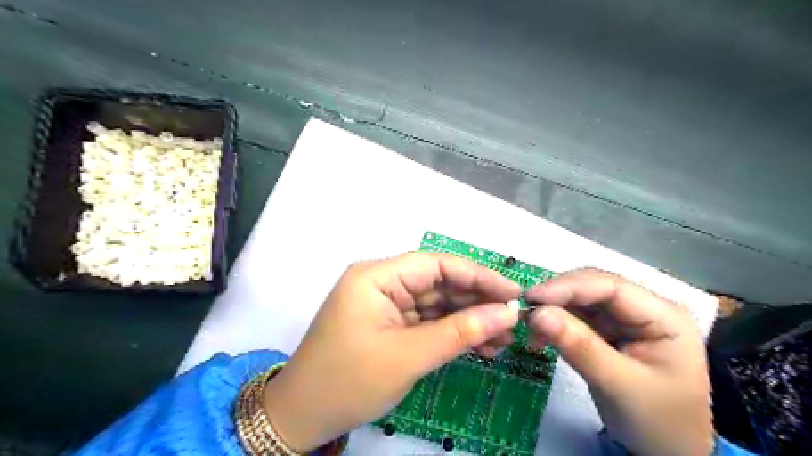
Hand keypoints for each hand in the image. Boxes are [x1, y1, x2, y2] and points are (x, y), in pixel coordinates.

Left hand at [263, 253, 522, 451]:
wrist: (303, 417)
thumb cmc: (348, 381)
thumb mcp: (408, 356)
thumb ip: (460, 332)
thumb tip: (506, 314)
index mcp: (377, 277)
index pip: (435, 264)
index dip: (477, 275)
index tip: (512, 291)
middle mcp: (382, 283)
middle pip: (438, 283)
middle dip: (476, 301)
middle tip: (513, 320)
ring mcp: (386, 305)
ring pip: (436, 304)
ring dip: (468, 320)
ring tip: (502, 339)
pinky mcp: (390, 324)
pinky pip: (427, 321)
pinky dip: (452, 333)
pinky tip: (480, 345)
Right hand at [527, 267, 711, 455]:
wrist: (669, 453)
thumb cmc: (657, 421)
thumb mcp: (619, 385)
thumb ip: (579, 346)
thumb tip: (537, 314)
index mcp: (664, 316)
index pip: (610, 286)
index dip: (568, 287)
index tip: (532, 297)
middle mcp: (644, 308)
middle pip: (592, 288)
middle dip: (557, 297)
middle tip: (524, 312)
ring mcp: (625, 318)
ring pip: (580, 300)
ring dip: (552, 310)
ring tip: (530, 329)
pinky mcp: (609, 330)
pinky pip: (576, 317)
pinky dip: (555, 324)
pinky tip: (540, 336)